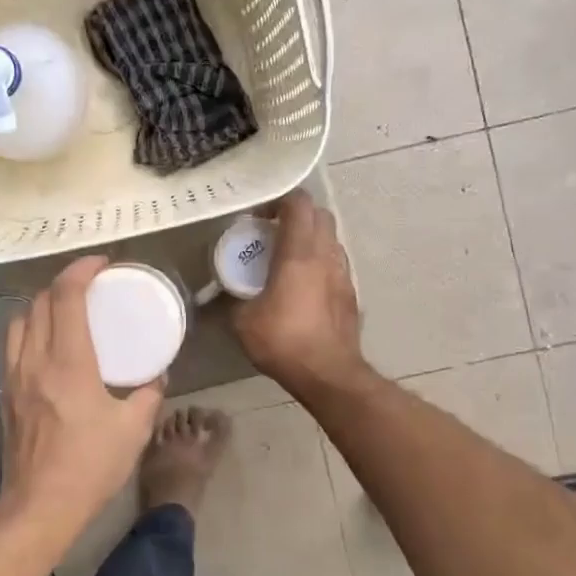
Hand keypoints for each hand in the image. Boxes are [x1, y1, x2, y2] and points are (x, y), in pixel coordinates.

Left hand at [0, 256, 165, 537]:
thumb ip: (149, 395)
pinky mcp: (6, 395)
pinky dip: (31, 330)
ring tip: (66, 310)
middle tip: (89, 284)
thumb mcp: (133, 430)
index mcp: (68, 363)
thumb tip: (158, 376)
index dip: (81, 270)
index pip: (66, 297)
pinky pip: (14, 346)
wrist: (39, 507)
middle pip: (39, 302)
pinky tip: (49, 346)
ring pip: (20, 321)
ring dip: (42, 304)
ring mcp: (14, 377)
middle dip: (63, 283)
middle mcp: (35, 361)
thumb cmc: (89, 467)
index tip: (101, 263)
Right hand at [233, 190, 366, 396]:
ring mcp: (344, 273)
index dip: (279, 201)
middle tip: (272, 233)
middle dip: (297, 216)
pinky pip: (336, 264)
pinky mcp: (351, 293)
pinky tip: (304, 286)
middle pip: (320, 215)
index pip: (299, 204)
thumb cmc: (284, 341)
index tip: (258, 217)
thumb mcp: (243, 321)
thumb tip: (224, 293)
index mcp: (299, 253)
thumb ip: (233, 299)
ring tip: (287, 259)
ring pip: (331, 239)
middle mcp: (326, 255)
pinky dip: (320, 263)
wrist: (328, 374)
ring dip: (310, 239)